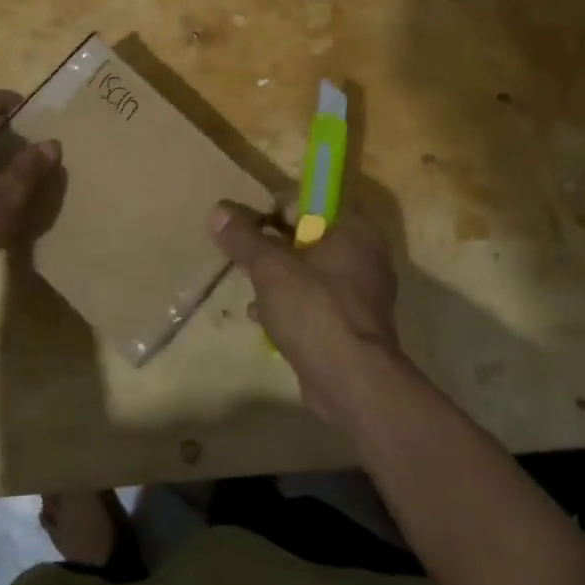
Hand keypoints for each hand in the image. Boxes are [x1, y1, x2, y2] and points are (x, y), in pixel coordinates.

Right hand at [209, 203, 400, 424]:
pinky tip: (262, 318)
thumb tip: (219, 210)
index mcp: (353, 229)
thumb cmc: (314, 309)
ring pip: (310, 272)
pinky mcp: (353, 326)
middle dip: (272, 248)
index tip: (247, 230)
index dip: (273, 211)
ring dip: (279, 279)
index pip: (307, 202)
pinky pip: (316, 303)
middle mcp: (364, 255)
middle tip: (244, 260)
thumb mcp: (269, 266)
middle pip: (307, 237)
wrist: (352, 382)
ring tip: (250, 289)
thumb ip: (243, 237)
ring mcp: (362, 293)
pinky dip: (291, 306)